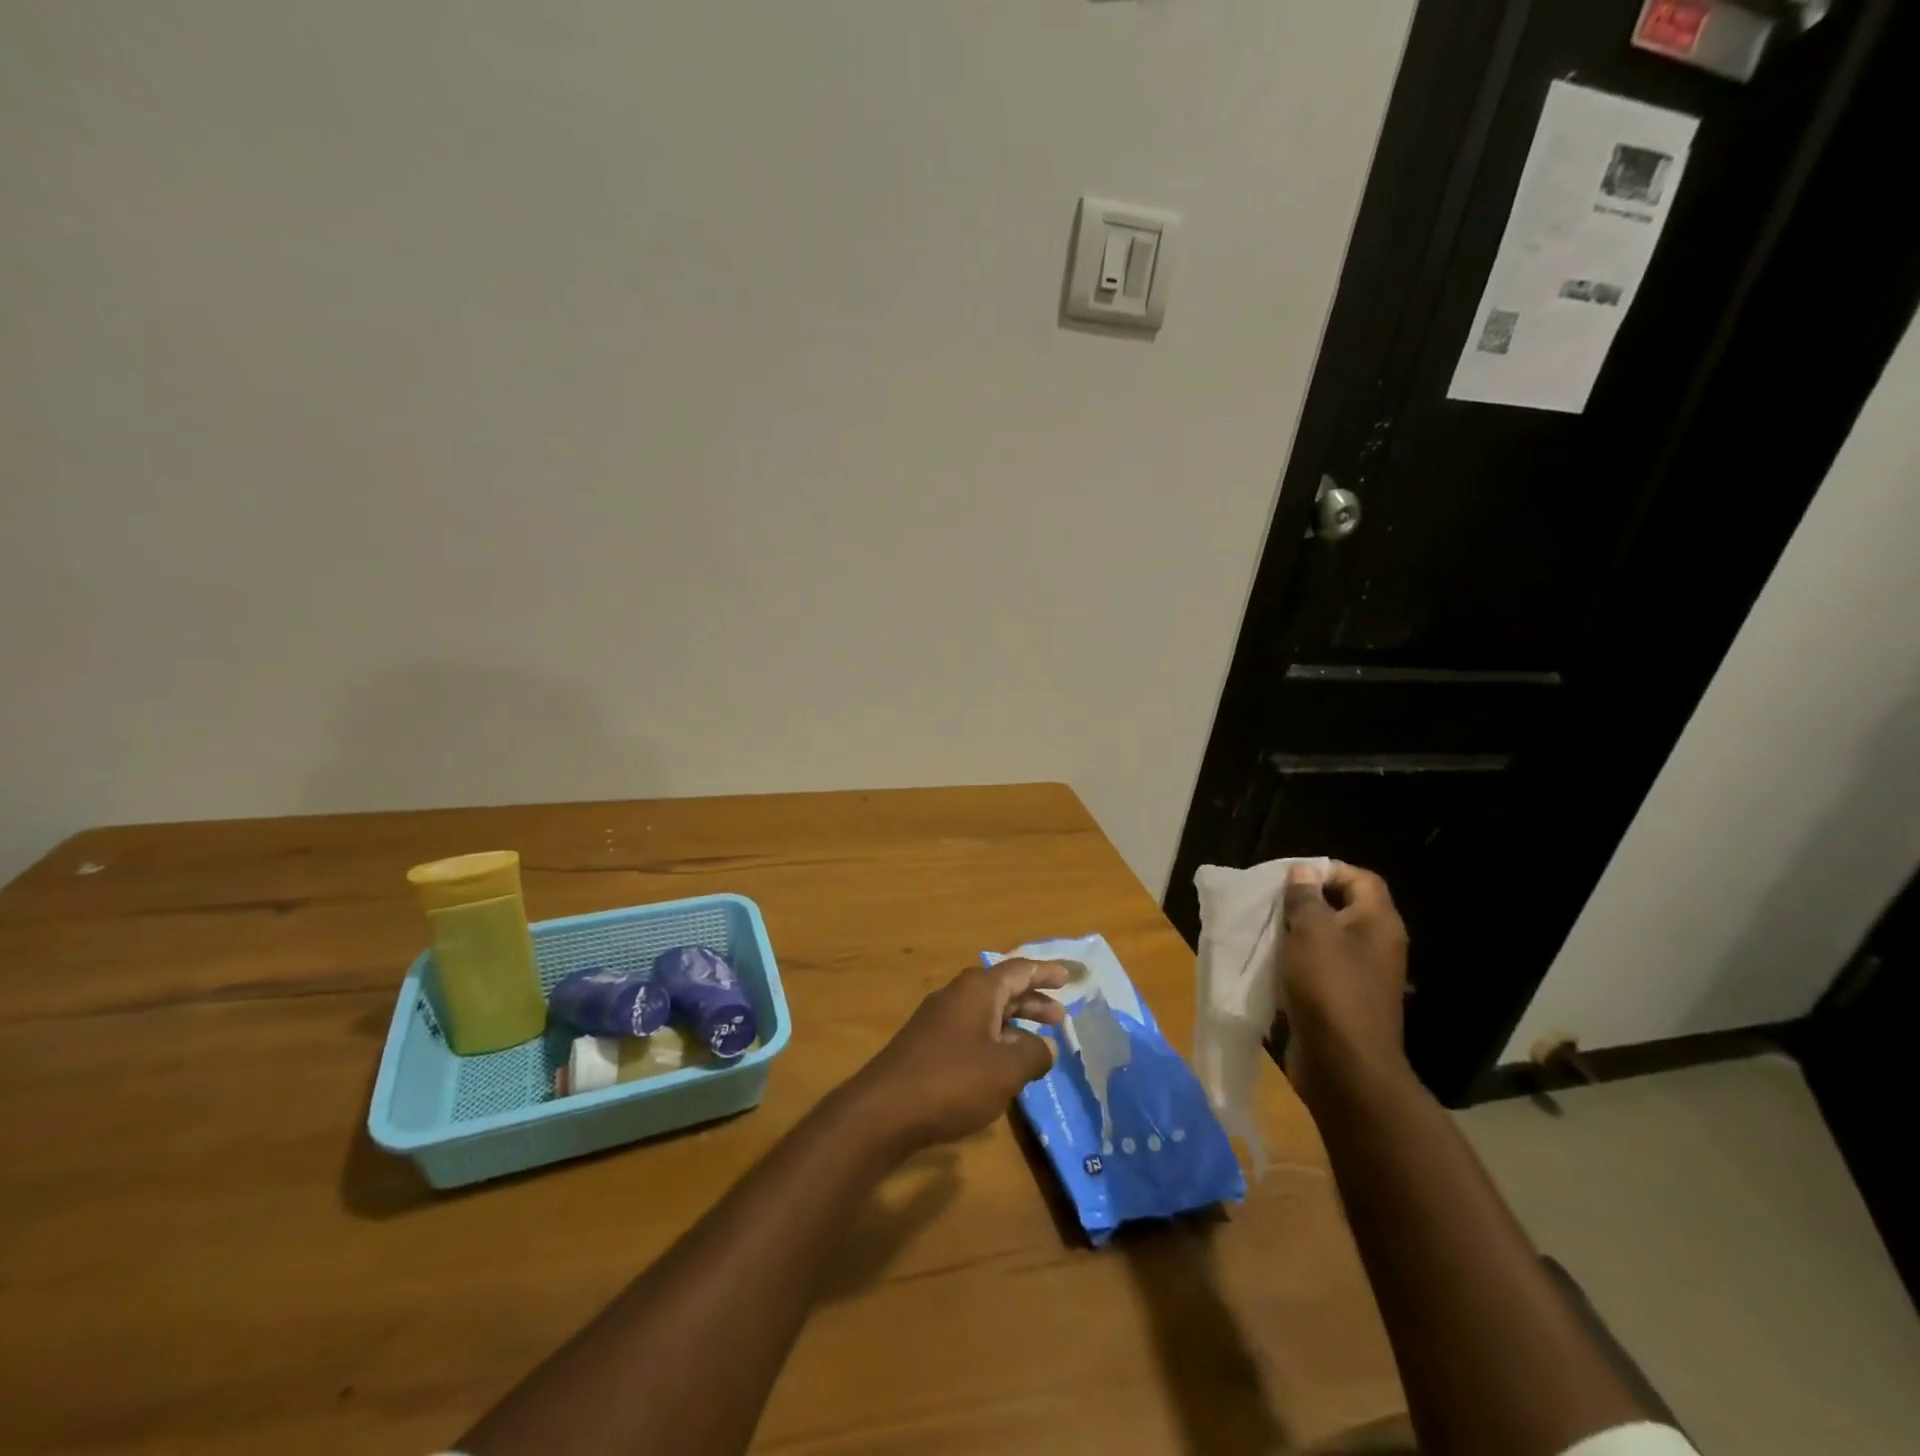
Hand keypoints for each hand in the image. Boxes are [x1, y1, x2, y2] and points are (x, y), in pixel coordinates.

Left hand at [849, 960, 1068, 1153]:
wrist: (884, 1110)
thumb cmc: (952, 1081)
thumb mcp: (1005, 1070)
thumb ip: (1033, 1055)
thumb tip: (1045, 1047)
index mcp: (978, 990)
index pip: (1019, 970)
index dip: (1045, 972)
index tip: (1067, 977)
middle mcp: (957, 996)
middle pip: (1002, 989)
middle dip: (1032, 1000)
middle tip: (1059, 1015)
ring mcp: (938, 1020)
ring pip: (986, 1012)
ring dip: (1014, 1023)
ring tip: (1039, 1042)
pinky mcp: (927, 1045)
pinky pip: (971, 1031)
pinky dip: (994, 1040)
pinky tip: (1003, 1065)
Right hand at [1279, 862, 1411, 1107]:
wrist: (1344, 1066)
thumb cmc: (1329, 988)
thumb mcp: (1311, 932)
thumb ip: (1305, 898)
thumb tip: (1303, 872)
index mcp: (1378, 924)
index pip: (1360, 879)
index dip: (1327, 871)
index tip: (1289, 878)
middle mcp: (1375, 946)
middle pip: (1342, 908)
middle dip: (1304, 903)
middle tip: (1270, 904)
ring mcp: (1361, 977)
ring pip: (1326, 941)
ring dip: (1295, 936)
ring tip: (1264, 933)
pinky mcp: (1342, 1002)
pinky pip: (1318, 971)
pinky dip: (1294, 965)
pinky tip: (1269, 968)